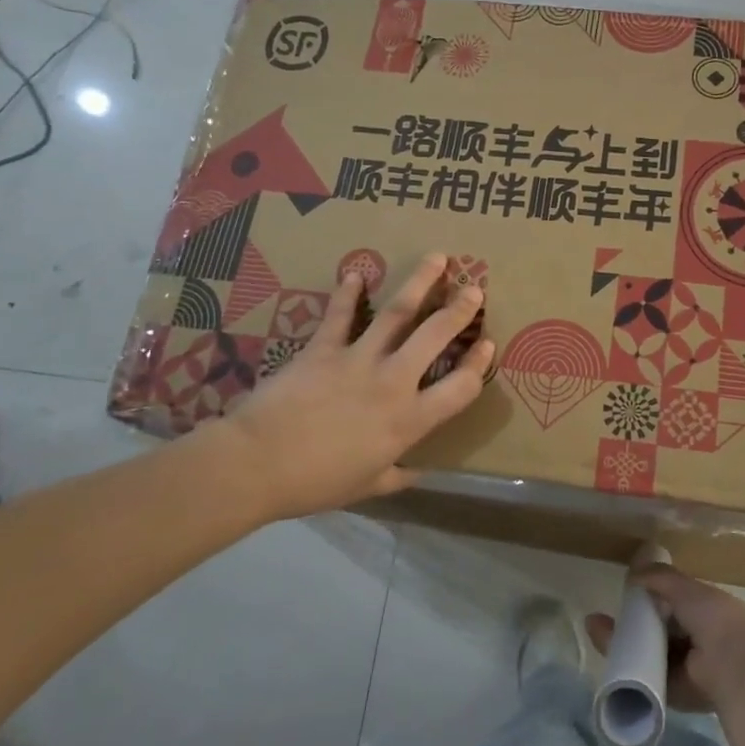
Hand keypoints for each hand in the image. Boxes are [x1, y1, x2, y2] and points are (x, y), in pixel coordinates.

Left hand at [198, 253, 493, 521]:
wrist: (257, 465)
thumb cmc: (315, 483)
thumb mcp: (366, 487)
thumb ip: (397, 476)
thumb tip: (418, 473)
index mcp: (408, 420)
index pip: (460, 387)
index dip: (479, 364)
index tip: (487, 343)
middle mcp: (392, 382)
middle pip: (434, 337)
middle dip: (458, 310)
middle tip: (474, 288)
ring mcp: (357, 359)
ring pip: (396, 313)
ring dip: (419, 283)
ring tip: (437, 258)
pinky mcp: (323, 348)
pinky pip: (339, 315)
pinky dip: (348, 293)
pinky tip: (356, 273)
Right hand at [587, 565, 744, 714]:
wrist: (734, 666)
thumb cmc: (715, 618)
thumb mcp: (686, 589)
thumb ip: (661, 577)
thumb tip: (634, 570)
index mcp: (703, 613)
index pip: (670, 605)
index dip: (648, 601)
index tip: (624, 595)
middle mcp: (695, 641)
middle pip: (656, 632)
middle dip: (630, 627)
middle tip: (600, 622)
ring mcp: (686, 669)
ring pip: (649, 655)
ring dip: (625, 647)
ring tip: (598, 635)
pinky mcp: (676, 694)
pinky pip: (648, 679)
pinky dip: (630, 672)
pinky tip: (609, 661)